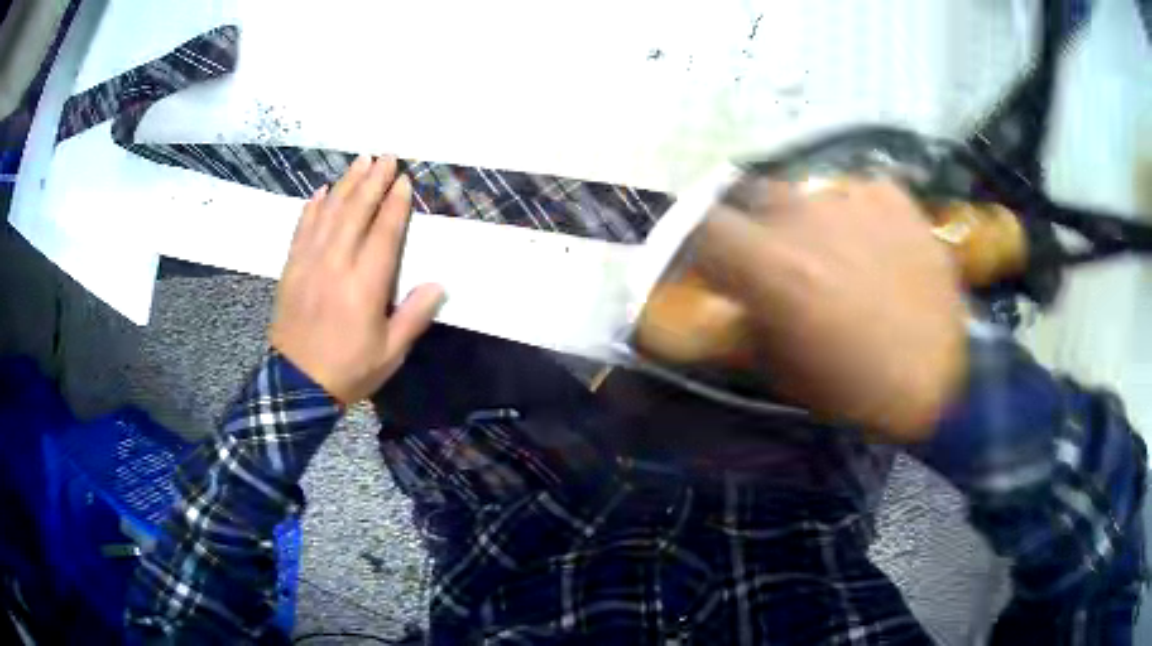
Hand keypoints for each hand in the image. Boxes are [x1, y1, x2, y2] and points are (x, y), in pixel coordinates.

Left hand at [270, 155, 444, 403]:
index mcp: (365, 285)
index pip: (384, 232)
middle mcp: (336, 264)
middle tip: (386, 156)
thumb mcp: (390, 353)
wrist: (297, 384)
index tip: (404, 180)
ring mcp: (309, 263)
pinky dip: (312, 206)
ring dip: (346, 183)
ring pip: (329, 212)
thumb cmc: (349, 370)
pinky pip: (302, 228)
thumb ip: (414, 316)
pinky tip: (321, 190)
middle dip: (373, 180)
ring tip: (360, 161)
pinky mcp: (291, 268)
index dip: (396, 204)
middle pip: (356, 211)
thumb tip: (439, 284)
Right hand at [695, 179, 967, 441]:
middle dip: (760, 224)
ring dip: (812, 221)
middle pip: (757, 196)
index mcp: (771, 264)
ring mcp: (854, 199)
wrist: (940, 379)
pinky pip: (860, 194)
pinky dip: (858, 215)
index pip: (705, 223)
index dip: (705, 240)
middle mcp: (806, 216)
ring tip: (839, 256)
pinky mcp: (894, 198)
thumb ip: (745, 322)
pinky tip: (878, 245)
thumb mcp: (781, 369)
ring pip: (811, 194)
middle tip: (783, 258)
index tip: (718, 261)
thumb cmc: (855, 388)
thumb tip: (733, 296)